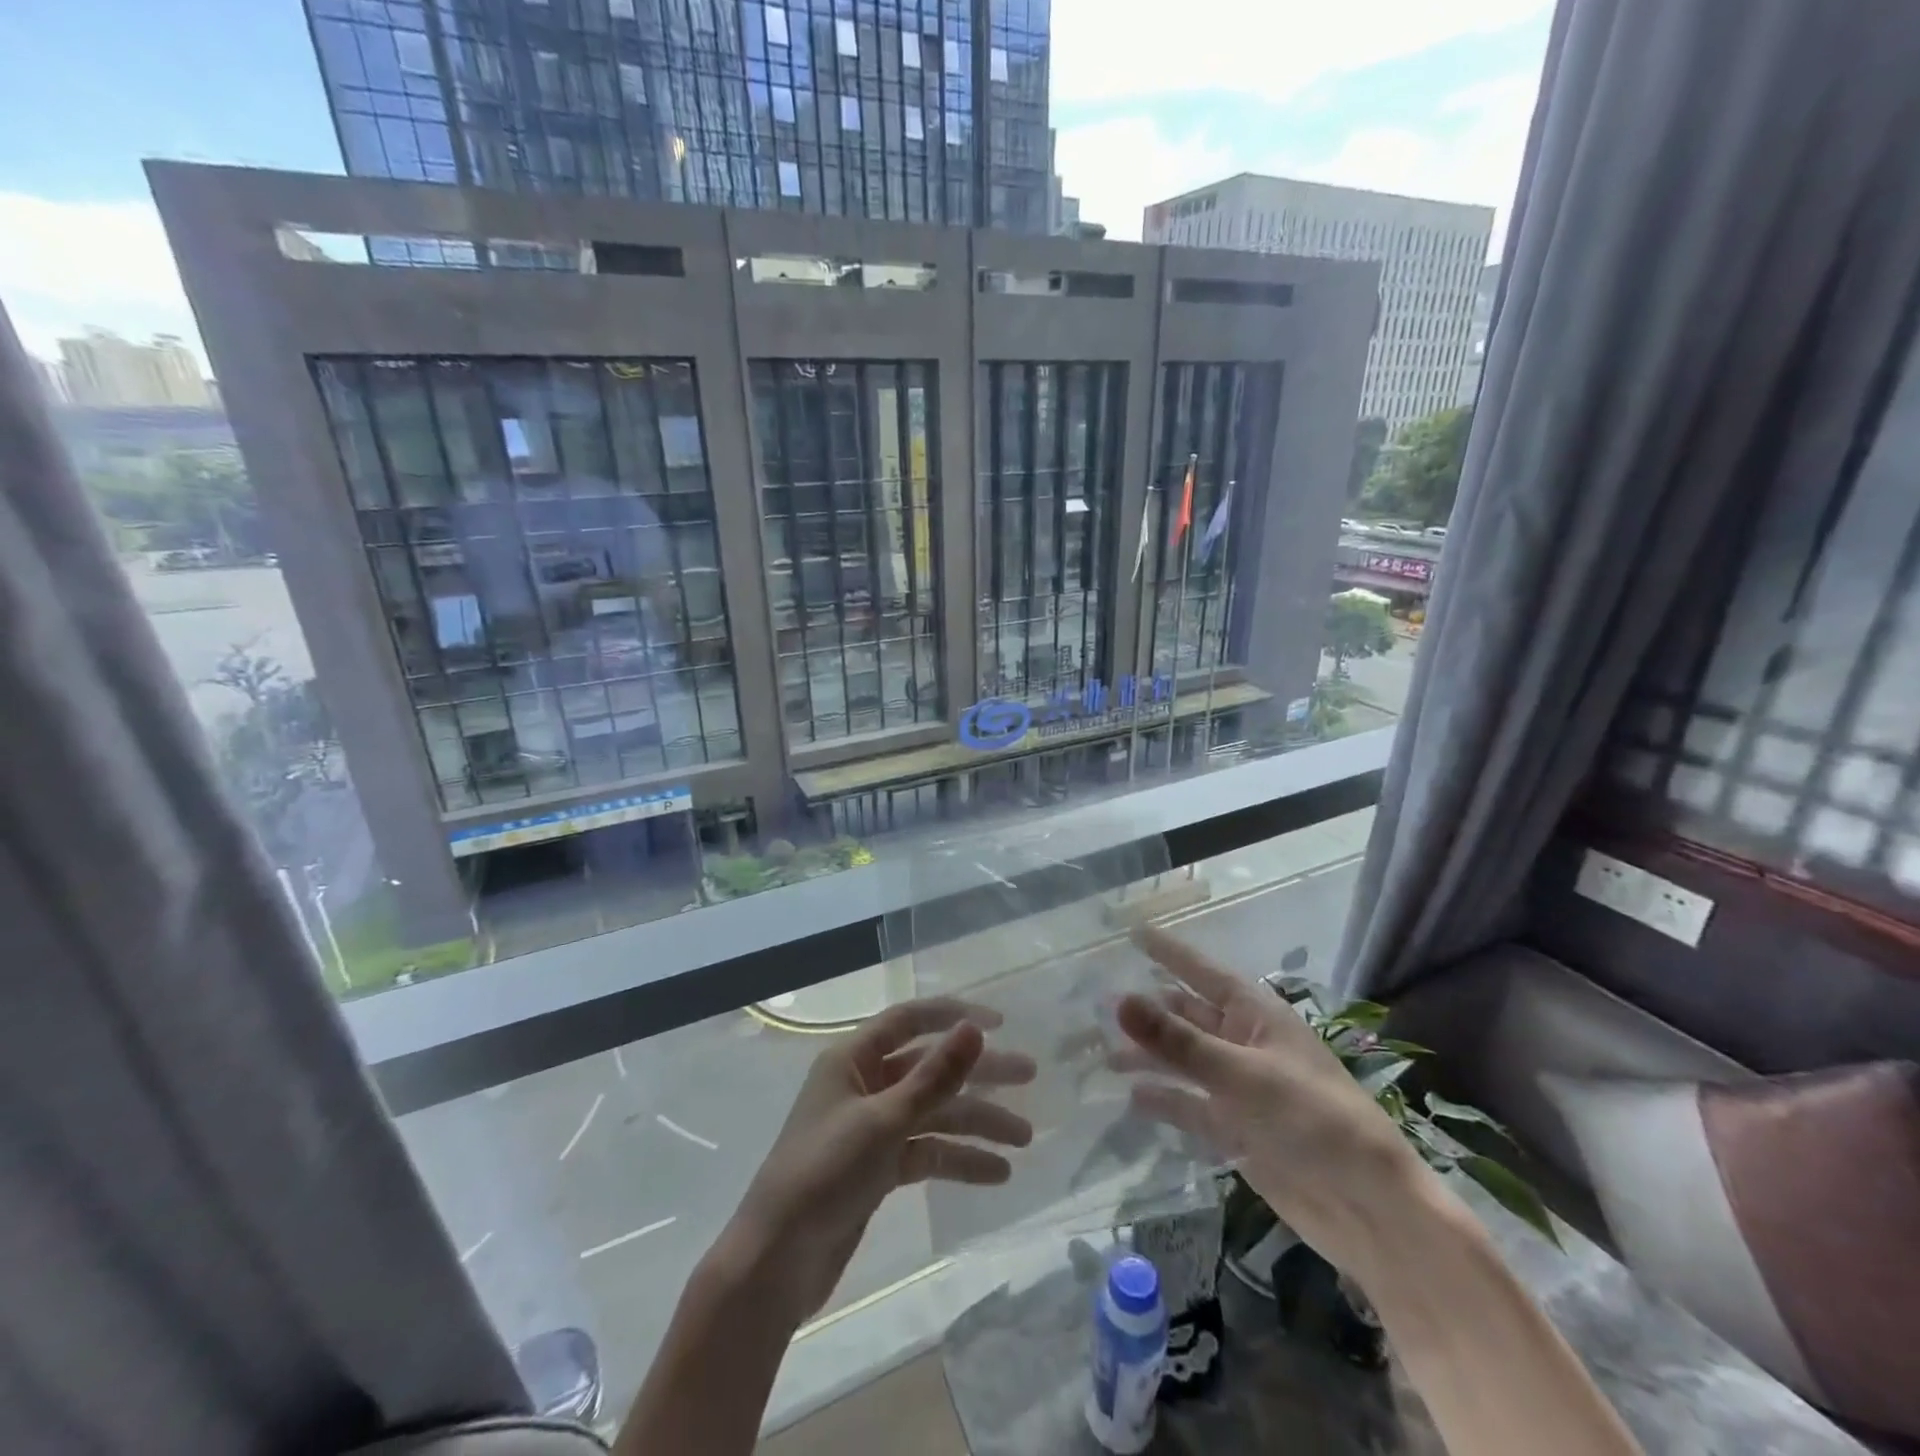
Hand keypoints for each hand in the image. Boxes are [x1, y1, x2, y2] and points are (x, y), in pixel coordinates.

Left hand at [723, 998, 1036, 1322]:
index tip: (1000, 1023)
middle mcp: (864, 1085)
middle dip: (978, 1073)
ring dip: (976, 1123)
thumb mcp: (885, 1121)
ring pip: (933, 1113)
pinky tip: (996, 1174)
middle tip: (1029, 1076)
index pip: (909, 1020)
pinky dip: (957, 1160)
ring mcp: (871, 1128)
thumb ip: (934, 1076)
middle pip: (930, 1068)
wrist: (776, 1262)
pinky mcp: (877, 1168)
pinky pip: (926, 1152)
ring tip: (1024, 1139)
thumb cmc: (825, 1173)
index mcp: (853, 1059)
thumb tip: (974, 1028)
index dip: (953, 1016)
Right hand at [1116, 926, 1429, 1280]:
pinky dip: (1162, 1100)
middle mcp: (1243, 1044)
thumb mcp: (1240, 1074)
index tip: (1131, 932)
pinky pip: (1189, 1106)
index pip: (1201, 971)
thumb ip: (1176, 1040)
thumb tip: (1118, 999)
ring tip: (1102, 1053)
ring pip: (1182, 1061)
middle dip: (1146, 1009)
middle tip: (1095, 1003)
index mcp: (1255, 1015)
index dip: (1168, 952)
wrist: (1368, 1209)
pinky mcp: (1235, 1130)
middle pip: (1185, 1016)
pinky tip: (1130, 1098)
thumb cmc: (1313, 1120)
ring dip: (1147, 1056)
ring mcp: (1238, 1088)